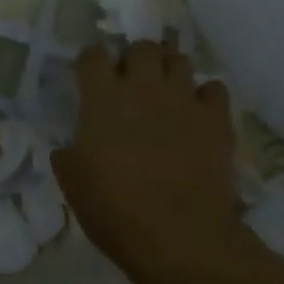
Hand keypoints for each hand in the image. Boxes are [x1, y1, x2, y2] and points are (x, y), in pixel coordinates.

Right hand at [51, 37, 242, 282]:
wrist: (179, 236)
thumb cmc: (115, 211)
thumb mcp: (73, 184)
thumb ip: (68, 155)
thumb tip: (67, 148)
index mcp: (102, 100)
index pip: (93, 55)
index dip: (90, 61)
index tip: (89, 76)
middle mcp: (143, 88)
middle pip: (141, 47)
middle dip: (134, 58)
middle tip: (131, 82)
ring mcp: (184, 100)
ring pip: (179, 60)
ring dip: (169, 70)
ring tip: (165, 92)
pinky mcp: (216, 118)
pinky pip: (214, 88)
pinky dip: (204, 96)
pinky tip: (198, 113)